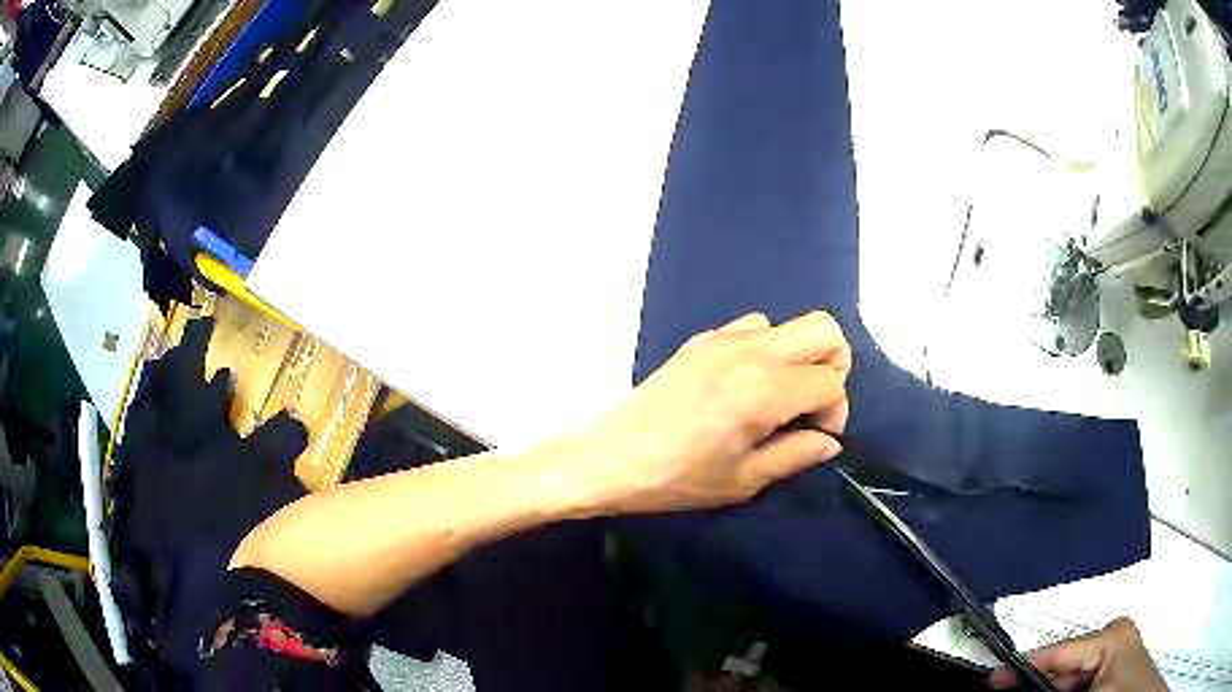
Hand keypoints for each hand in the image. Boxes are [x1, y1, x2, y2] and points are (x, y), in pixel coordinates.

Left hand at [573, 310, 850, 513]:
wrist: (611, 457)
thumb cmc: (677, 478)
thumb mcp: (744, 481)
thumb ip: (796, 455)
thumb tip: (829, 441)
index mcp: (764, 390)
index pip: (830, 381)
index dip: (836, 410)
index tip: (819, 435)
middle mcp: (750, 351)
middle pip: (824, 328)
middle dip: (834, 365)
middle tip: (814, 405)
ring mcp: (723, 339)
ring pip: (789, 325)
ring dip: (799, 356)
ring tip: (780, 396)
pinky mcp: (701, 339)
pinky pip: (753, 326)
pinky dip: (767, 348)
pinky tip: (747, 383)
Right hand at [989, 618, 1167, 691]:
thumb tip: (1017, 688)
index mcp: (1110, 636)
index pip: (1056, 652)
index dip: (1020, 667)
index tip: (990, 680)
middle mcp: (1112, 638)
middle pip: (1062, 667)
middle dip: (1036, 685)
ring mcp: (1116, 653)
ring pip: (1071, 678)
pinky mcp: (1115, 668)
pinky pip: (1082, 682)